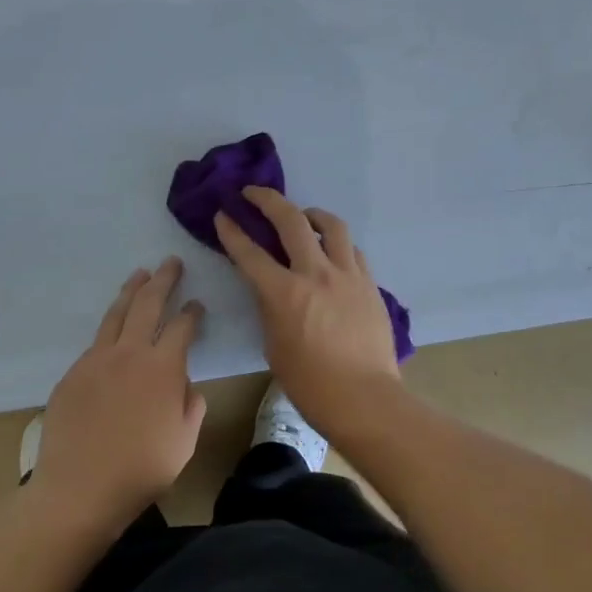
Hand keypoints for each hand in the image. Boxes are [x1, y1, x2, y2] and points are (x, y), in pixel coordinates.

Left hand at [32, 259, 206, 526]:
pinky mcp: (72, 374)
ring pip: (116, 314)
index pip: (182, 326)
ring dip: (131, 291)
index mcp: (163, 367)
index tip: (197, 304)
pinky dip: (109, 328)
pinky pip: (95, 343)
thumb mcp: (185, 441)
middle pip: (148, 304)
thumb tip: (184, 385)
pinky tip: (113, 330)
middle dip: (162, 280)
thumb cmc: (141, 470)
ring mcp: (96, 360)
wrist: (78, 490)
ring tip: (140, 274)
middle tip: (170, 262)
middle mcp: (130, 353)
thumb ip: (191, 406)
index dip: (192, 312)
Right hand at [214, 187, 401, 440]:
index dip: (232, 231)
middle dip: (268, 200)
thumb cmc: (311, 384)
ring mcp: (348, 275)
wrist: (365, 398)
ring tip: (303, 216)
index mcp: (285, 294)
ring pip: (331, 225)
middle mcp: (316, 274)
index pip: (251, 253)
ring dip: (311, 214)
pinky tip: (332, 252)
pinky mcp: (369, 283)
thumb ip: (270, 309)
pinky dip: (337, 244)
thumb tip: (272, 289)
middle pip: (291, 221)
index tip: (222, 215)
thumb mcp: (274, 347)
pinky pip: (352, 250)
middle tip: (254, 192)